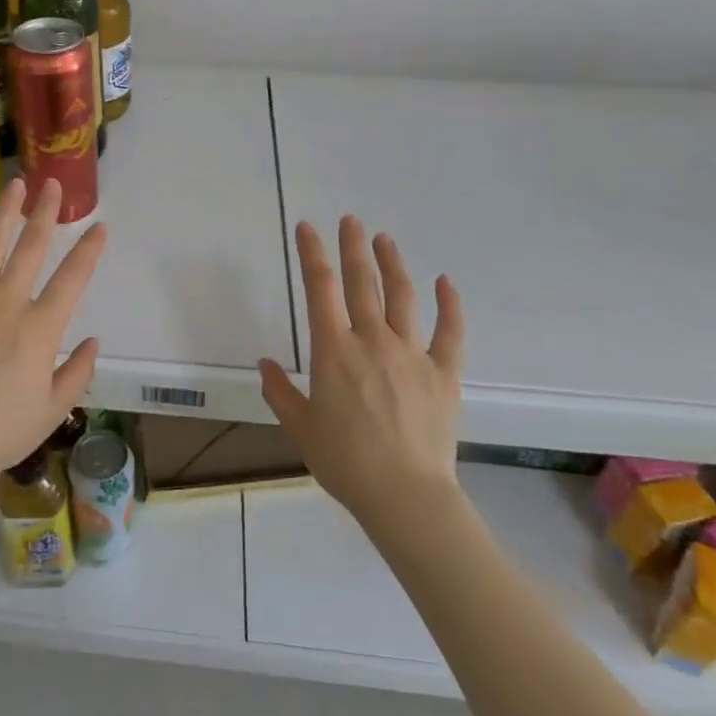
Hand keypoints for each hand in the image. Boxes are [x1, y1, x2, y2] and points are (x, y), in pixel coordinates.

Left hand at [0, 176, 107, 491]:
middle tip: (51, 184)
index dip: (88, 250)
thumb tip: (93, 342)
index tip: (100, 226)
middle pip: (30, 249)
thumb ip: (78, 372)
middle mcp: (6, 304)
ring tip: (14, 185)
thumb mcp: (53, 409)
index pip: (72, 278)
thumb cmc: (2, 432)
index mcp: (39, 328)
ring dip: (4, 215)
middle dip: (44, 213)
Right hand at [259, 217, 464, 526]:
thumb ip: (280, 392)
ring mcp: (411, 354)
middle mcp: (371, 340)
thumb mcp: (301, 428)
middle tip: (350, 220)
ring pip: (402, 297)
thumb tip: (264, 363)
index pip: (319, 289)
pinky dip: (450, 305)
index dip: (312, 253)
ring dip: (392, 264)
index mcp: (333, 350)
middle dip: (353, 247)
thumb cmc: (345, 462)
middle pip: (361, 283)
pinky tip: (445, 282)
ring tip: (384, 239)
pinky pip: (450, 332)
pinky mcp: (443, 373)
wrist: (405, 496)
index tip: (307, 228)